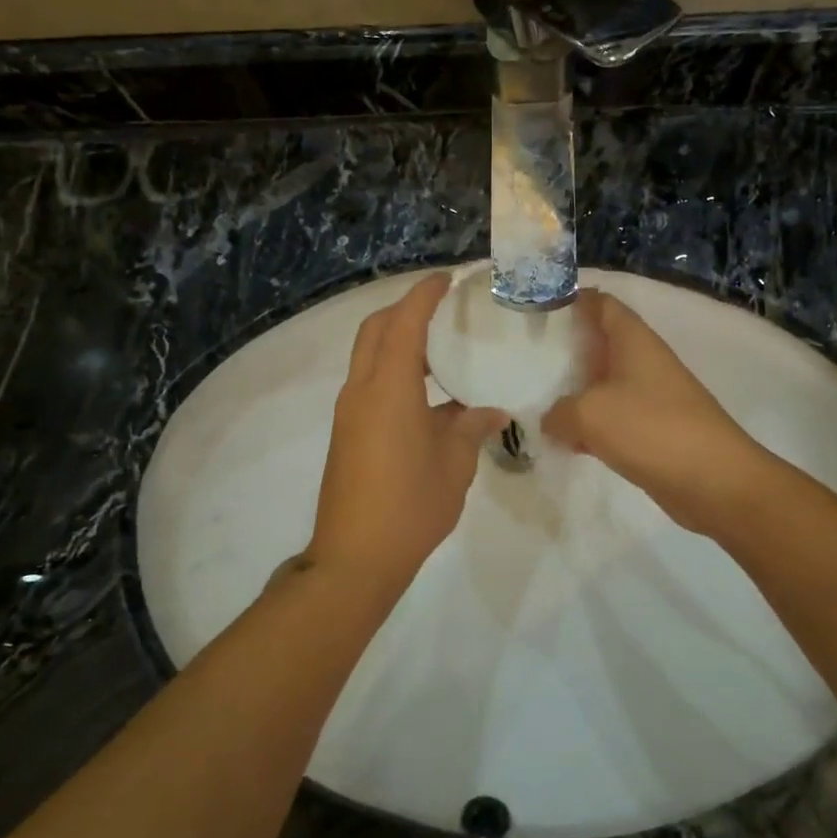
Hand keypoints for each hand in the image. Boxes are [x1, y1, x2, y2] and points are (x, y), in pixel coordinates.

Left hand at [306, 273, 507, 594]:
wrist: (355, 557)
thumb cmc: (411, 507)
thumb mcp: (454, 464)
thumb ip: (471, 427)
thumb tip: (489, 410)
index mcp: (389, 389)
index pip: (404, 323)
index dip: (424, 296)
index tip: (446, 280)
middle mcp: (361, 391)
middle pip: (375, 330)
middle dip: (404, 310)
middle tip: (442, 310)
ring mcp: (349, 412)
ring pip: (368, 356)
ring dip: (397, 341)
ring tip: (440, 349)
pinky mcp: (346, 432)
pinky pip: (368, 382)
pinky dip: (392, 369)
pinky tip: (426, 392)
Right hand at [542, 288, 762, 533]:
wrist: (714, 480)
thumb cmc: (651, 429)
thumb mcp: (589, 414)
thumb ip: (559, 412)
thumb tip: (552, 420)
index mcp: (634, 340)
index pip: (602, 304)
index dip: (571, 299)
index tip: (537, 309)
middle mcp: (643, 362)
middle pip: (599, 344)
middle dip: (565, 349)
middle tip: (525, 357)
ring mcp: (650, 397)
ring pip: (603, 384)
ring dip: (574, 391)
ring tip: (535, 398)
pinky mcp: (652, 430)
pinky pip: (613, 418)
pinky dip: (590, 426)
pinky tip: (566, 442)